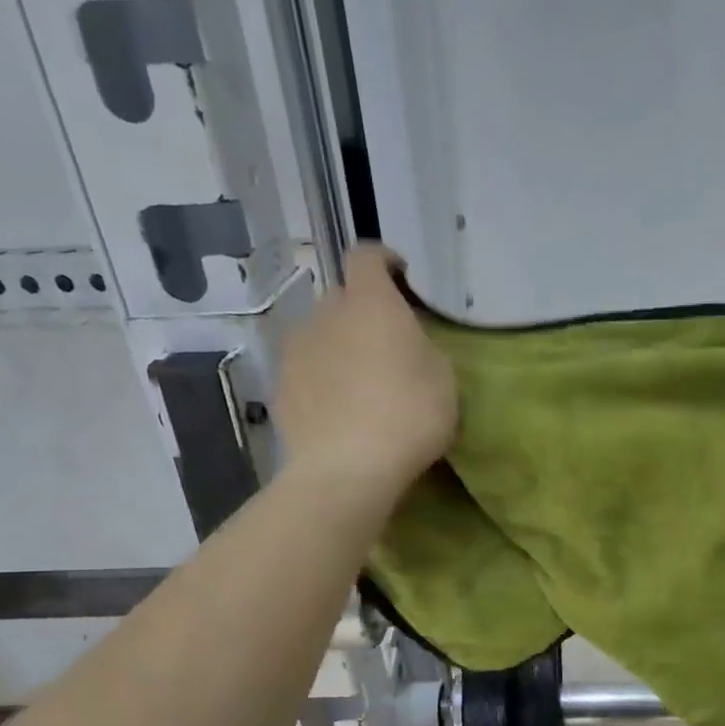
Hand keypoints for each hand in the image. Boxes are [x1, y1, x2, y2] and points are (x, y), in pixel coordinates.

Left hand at [272, 243, 456, 507]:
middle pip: (342, 298)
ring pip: (321, 335)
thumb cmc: (409, 415)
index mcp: (370, 302)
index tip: (401, 279)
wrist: (347, 468)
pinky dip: (323, 379)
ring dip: (341, 346)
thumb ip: (422, 347)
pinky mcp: (281, 387)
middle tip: (388, 346)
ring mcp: (297, 350)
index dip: (384, 262)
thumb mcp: (443, 378)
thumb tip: (403, 345)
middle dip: (363, 313)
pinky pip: (307, 370)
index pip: (367, 257)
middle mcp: (326, 314)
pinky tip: (340, 411)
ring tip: (361, 383)